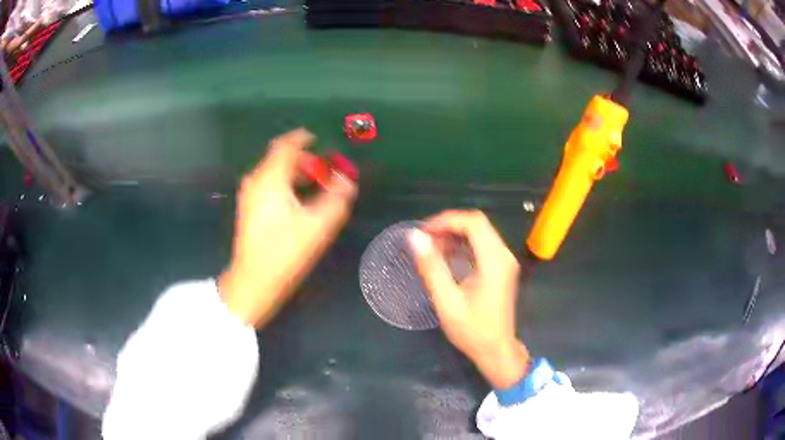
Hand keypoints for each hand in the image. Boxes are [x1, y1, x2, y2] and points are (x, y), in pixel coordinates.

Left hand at [219, 128, 356, 327]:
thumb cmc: (286, 251)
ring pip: (272, 172)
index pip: (285, 146)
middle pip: (278, 158)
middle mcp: (255, 181)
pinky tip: (295, 199)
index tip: (315, 138)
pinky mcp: (247, 208)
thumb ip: (336, 197)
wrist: (255, 278)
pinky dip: (282, 183)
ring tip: (312, 184)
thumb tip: (348, 179)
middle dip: (301, 159)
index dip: (301, 139)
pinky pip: (266, 184)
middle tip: (321, 169)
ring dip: (292, 172)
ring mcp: (249, 195)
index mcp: (271, 179)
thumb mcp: (318, 224)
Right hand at [409, 210, 529, 388]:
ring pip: (480, 233)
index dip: (446, 221)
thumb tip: (414, 238)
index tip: (423, 233)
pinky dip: (462, 245)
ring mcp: (505, 261)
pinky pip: (482, 245)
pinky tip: (446, 257)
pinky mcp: (501, 268)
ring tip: (431, 248)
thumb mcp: (447, 301)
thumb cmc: (472, 330)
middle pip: (477, 224)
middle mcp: (503, 255)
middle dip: (449, 226)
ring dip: (455, 234)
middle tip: (425, 240)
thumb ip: (431, 268)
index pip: (473, 223)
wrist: (496, 350)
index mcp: (494, 261)